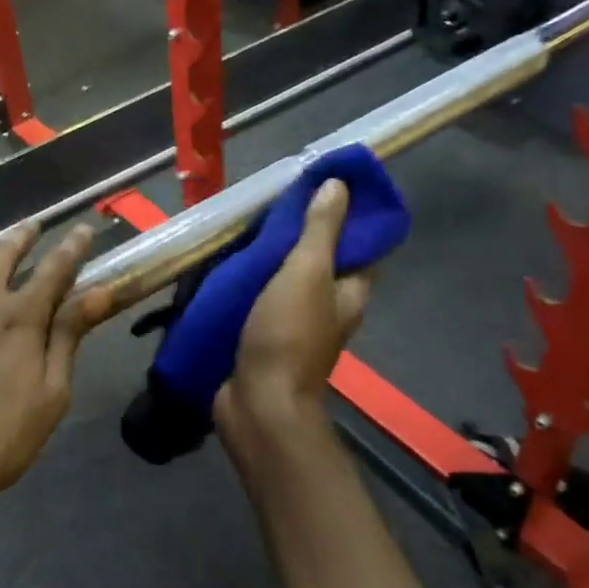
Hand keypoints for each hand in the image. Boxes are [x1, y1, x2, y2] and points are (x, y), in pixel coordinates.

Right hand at [215, 179, 372, 455]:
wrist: (257, 402)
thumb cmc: (287, 335)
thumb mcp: (306, 273)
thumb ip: (321, 231)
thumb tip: (339, 185)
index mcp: (349, 292)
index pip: (361, 245)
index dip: (349, 215)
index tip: (324, 185)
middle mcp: (327, 308)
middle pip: (321, 261)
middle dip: (302, 232)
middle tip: (274, 201)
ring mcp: (294, 324)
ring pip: (288, 279)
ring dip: (271, 255)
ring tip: (247, 224)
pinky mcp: (264, 337)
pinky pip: (260, 298)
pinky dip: (250, 280)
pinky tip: (228, 264)